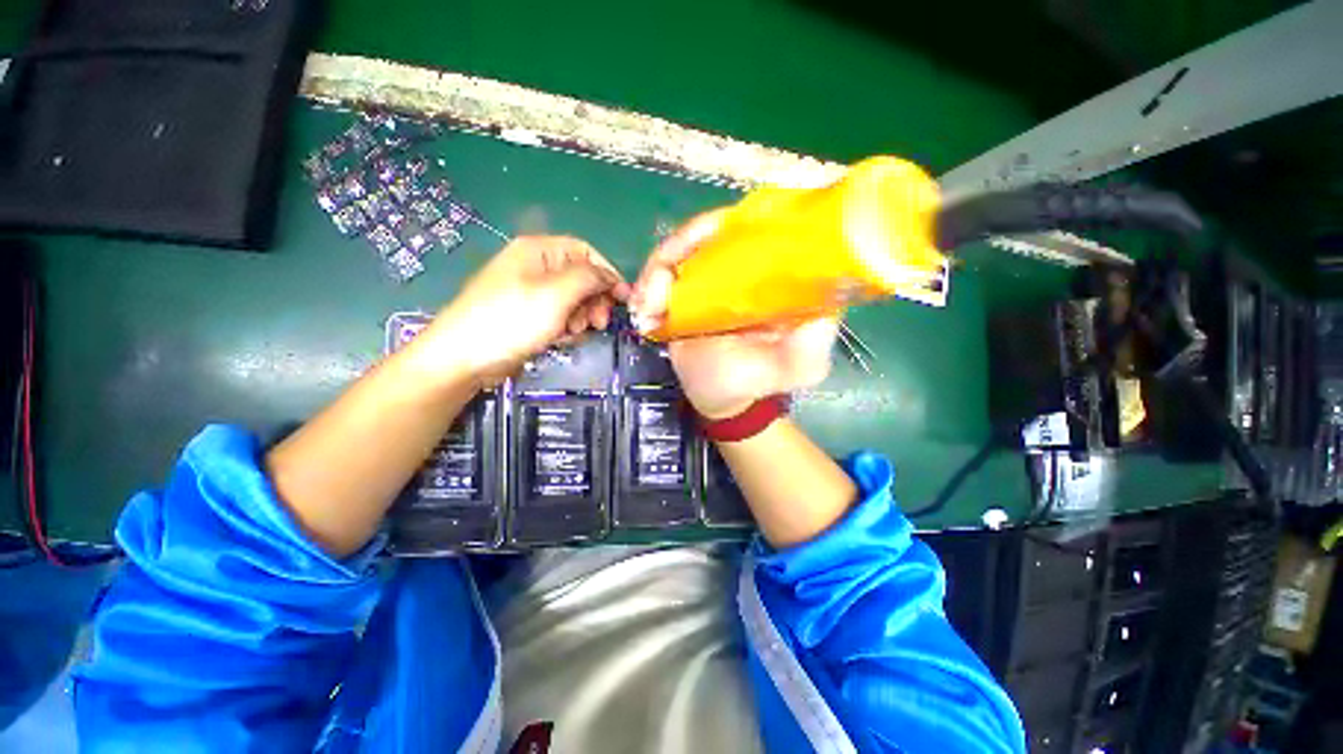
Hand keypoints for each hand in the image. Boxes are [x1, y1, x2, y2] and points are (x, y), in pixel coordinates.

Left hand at [421, 236, 629, 382]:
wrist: (465, 357)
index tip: (624, 299)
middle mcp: (536, 267)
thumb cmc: (512, 319)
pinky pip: (560, 315)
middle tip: (599, 322)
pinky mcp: (529, 315)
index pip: (586, 252)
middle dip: (594, 300)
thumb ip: (589, 278)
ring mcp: (531, 292)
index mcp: (539, 250)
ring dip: (581, 316)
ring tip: (574, 332)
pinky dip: (566, 327)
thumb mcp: (556, 294)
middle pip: (581, 277)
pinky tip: (560, 339)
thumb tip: (611, 276)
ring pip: (573, 299)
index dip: (607, 273)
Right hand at [632, 212, 837, 418]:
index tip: (703, 237)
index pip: (755, 226)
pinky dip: (647, 287)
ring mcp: (709, 279)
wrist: (721, 400)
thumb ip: (813, 337)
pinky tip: (643, 310)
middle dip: (680, 247)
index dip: (726, 224)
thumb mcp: (799, 365)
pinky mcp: (684, 294)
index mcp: (773, 276)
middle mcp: (742, 268)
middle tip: (661, 281)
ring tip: (648, 305)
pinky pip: (661, 275)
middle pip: (708, 232)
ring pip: (679, 251)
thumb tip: (822, 298)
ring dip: (657, 272)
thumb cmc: (758, 381)